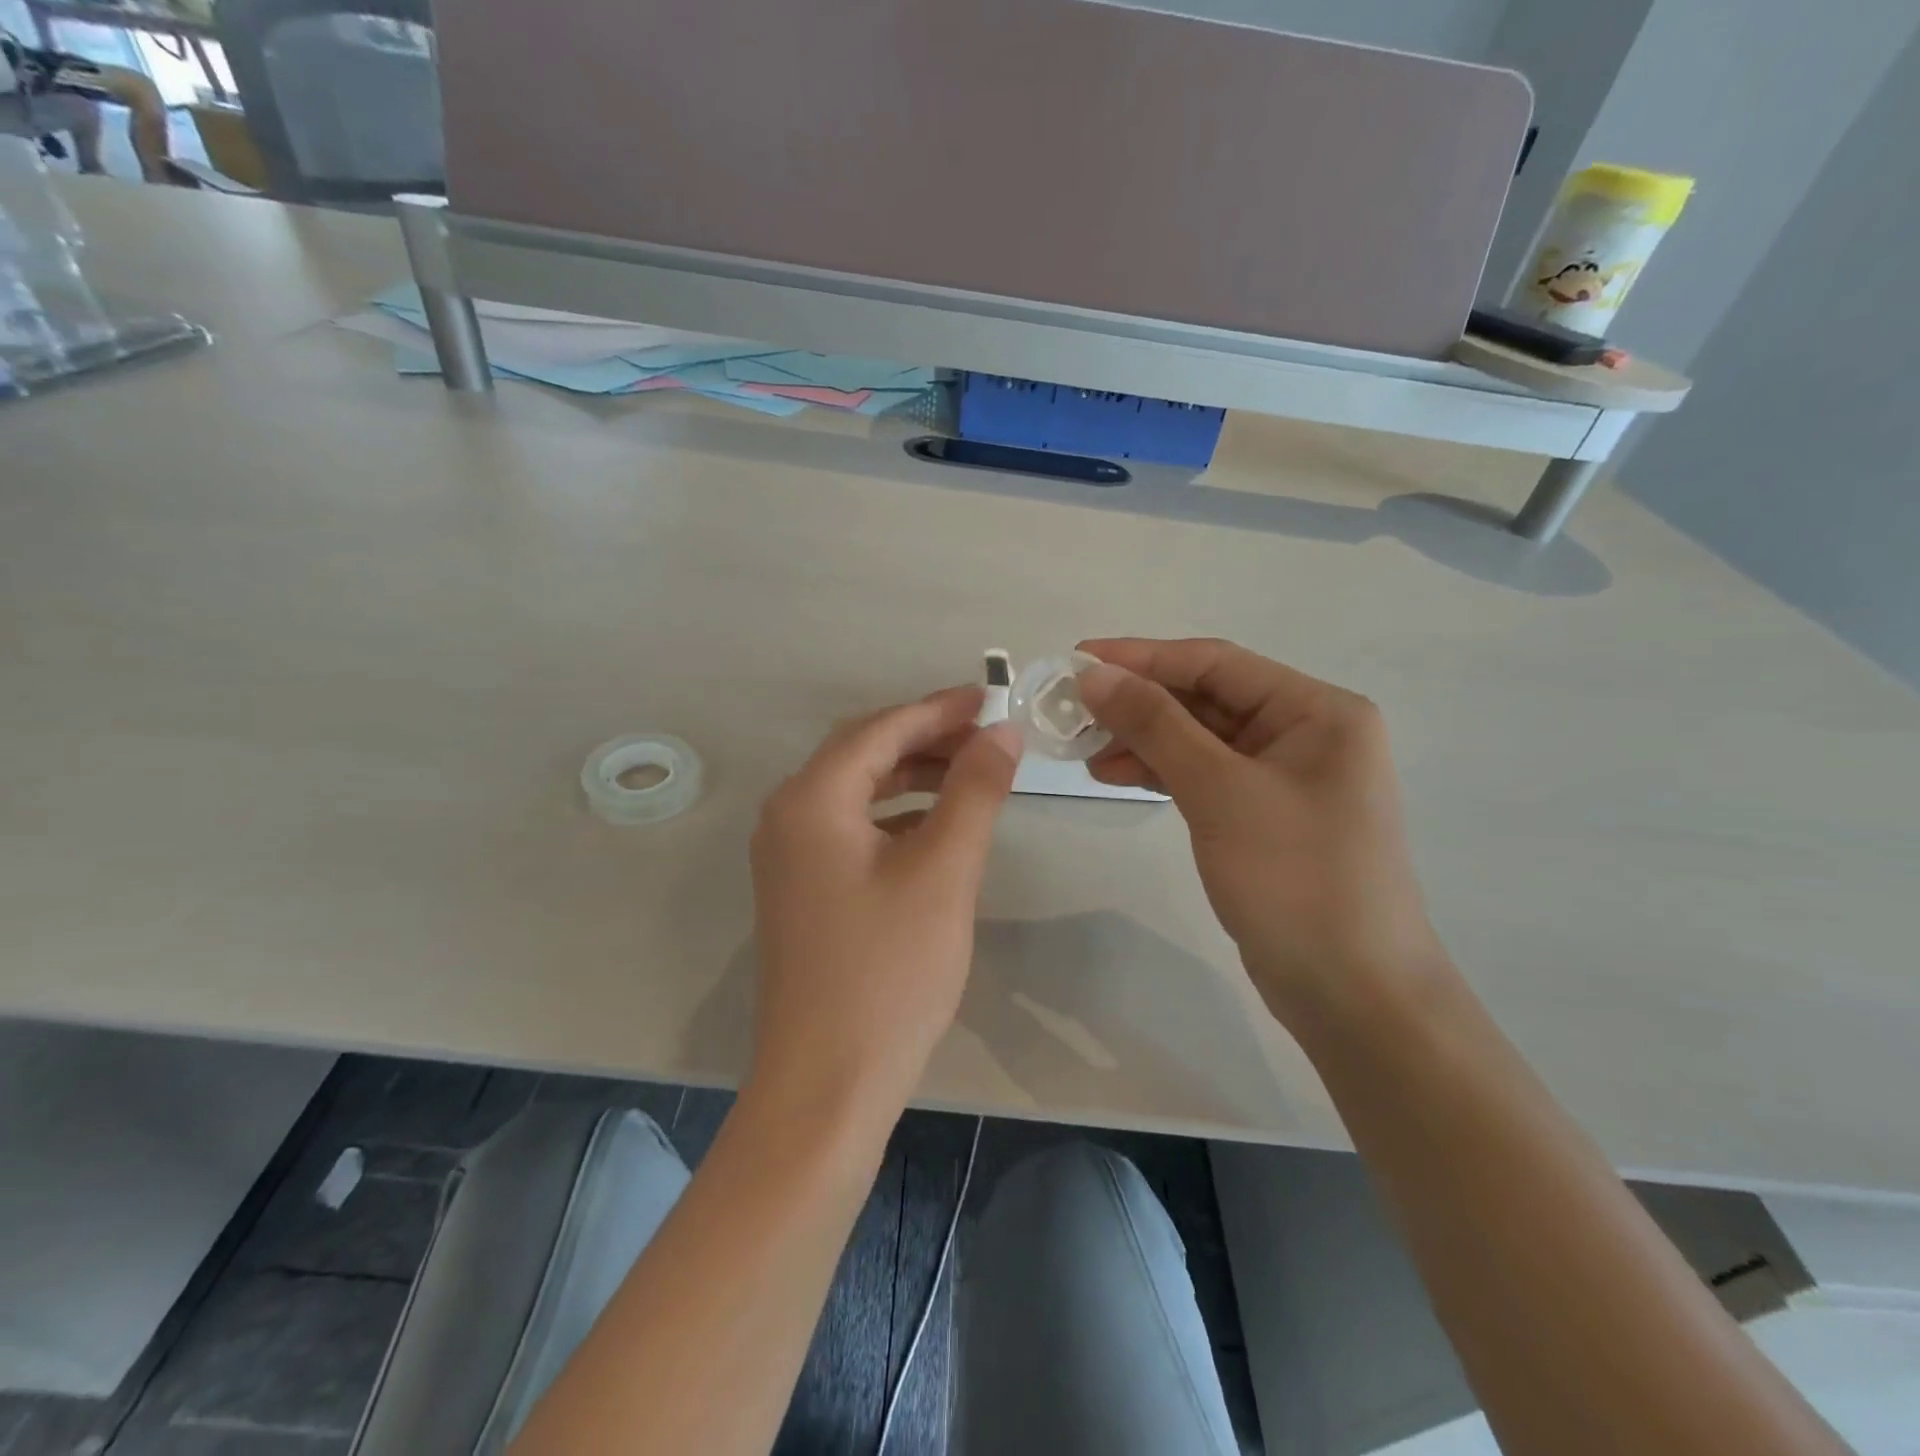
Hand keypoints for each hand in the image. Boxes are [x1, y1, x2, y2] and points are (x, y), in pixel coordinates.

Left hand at [748, 686, 1021, 1122]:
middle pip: (864, 752)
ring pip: (858, 791)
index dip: (939, 709)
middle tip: (989, 734)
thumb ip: (974, 790)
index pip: (881, 729)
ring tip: (973, 772)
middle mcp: (788, 816)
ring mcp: (789, 856)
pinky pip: (853, 827)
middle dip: (927, 737)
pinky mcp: (802, 889)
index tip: (992, 697)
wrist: (826, 1085)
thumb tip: (1003, 730)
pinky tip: (938, 825)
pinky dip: (898, 813)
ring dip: (914, 774)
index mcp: (812, 800)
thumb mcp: (943, 871)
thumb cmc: (888, 971)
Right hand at [1076, 638, 1444, 1023]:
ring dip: (1144, 740)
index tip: (1077, 658)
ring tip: (1086, 754)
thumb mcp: (1220, 792)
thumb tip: (1093, 674)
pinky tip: (1117, 777)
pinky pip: (1205, 775)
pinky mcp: (1265, 815)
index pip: (1216, 664)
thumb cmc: (1295, 879)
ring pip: (1201, 739)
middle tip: (1073, 713)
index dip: (1142, 658)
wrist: (1353, 994)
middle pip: (1207, 699)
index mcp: (1317, 711)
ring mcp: (1286, 777)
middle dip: (1139, 704)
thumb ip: (1156, 725)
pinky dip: (1162, 772)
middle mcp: (1307, 733)